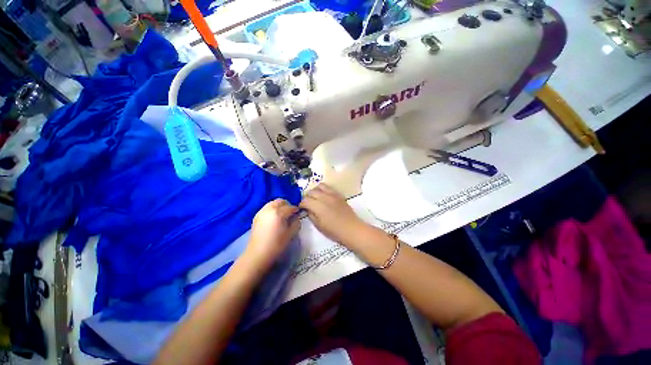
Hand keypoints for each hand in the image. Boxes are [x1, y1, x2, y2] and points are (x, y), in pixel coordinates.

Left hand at [245, 199, 300, 270]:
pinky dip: (272, 209)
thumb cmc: (276, 245)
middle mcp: (269, 209)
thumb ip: (296, 222)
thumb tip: (296, 216)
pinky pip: (267, 208)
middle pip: (281, 201)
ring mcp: (261, 212)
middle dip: (287, 205)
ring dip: (279, 206)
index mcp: (278, 213)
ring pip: (273, 203)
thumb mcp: (291, 234)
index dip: (296, 210)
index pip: (290, 207)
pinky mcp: (256, 216)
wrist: (257, 254)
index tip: (299, 213)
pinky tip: (274, 218)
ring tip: (282, 215)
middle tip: (291, 213)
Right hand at [300, 184, 369, 245]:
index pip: (305, 200)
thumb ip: (311, 215)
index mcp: (318, 206)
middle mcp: (324, 197)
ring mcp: (333, 194)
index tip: (301, 208)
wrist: (351, 228)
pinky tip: (324, 196)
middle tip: (308, 203)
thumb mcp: (319, 225)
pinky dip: (324, 190)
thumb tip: (308, 209)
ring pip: (320, 186)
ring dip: (315, 190)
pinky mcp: (339, 194)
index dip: (301, 204)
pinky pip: (329, 187)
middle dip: (307, 196)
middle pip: (311, 191)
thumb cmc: (334, 231)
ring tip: (315, 197)